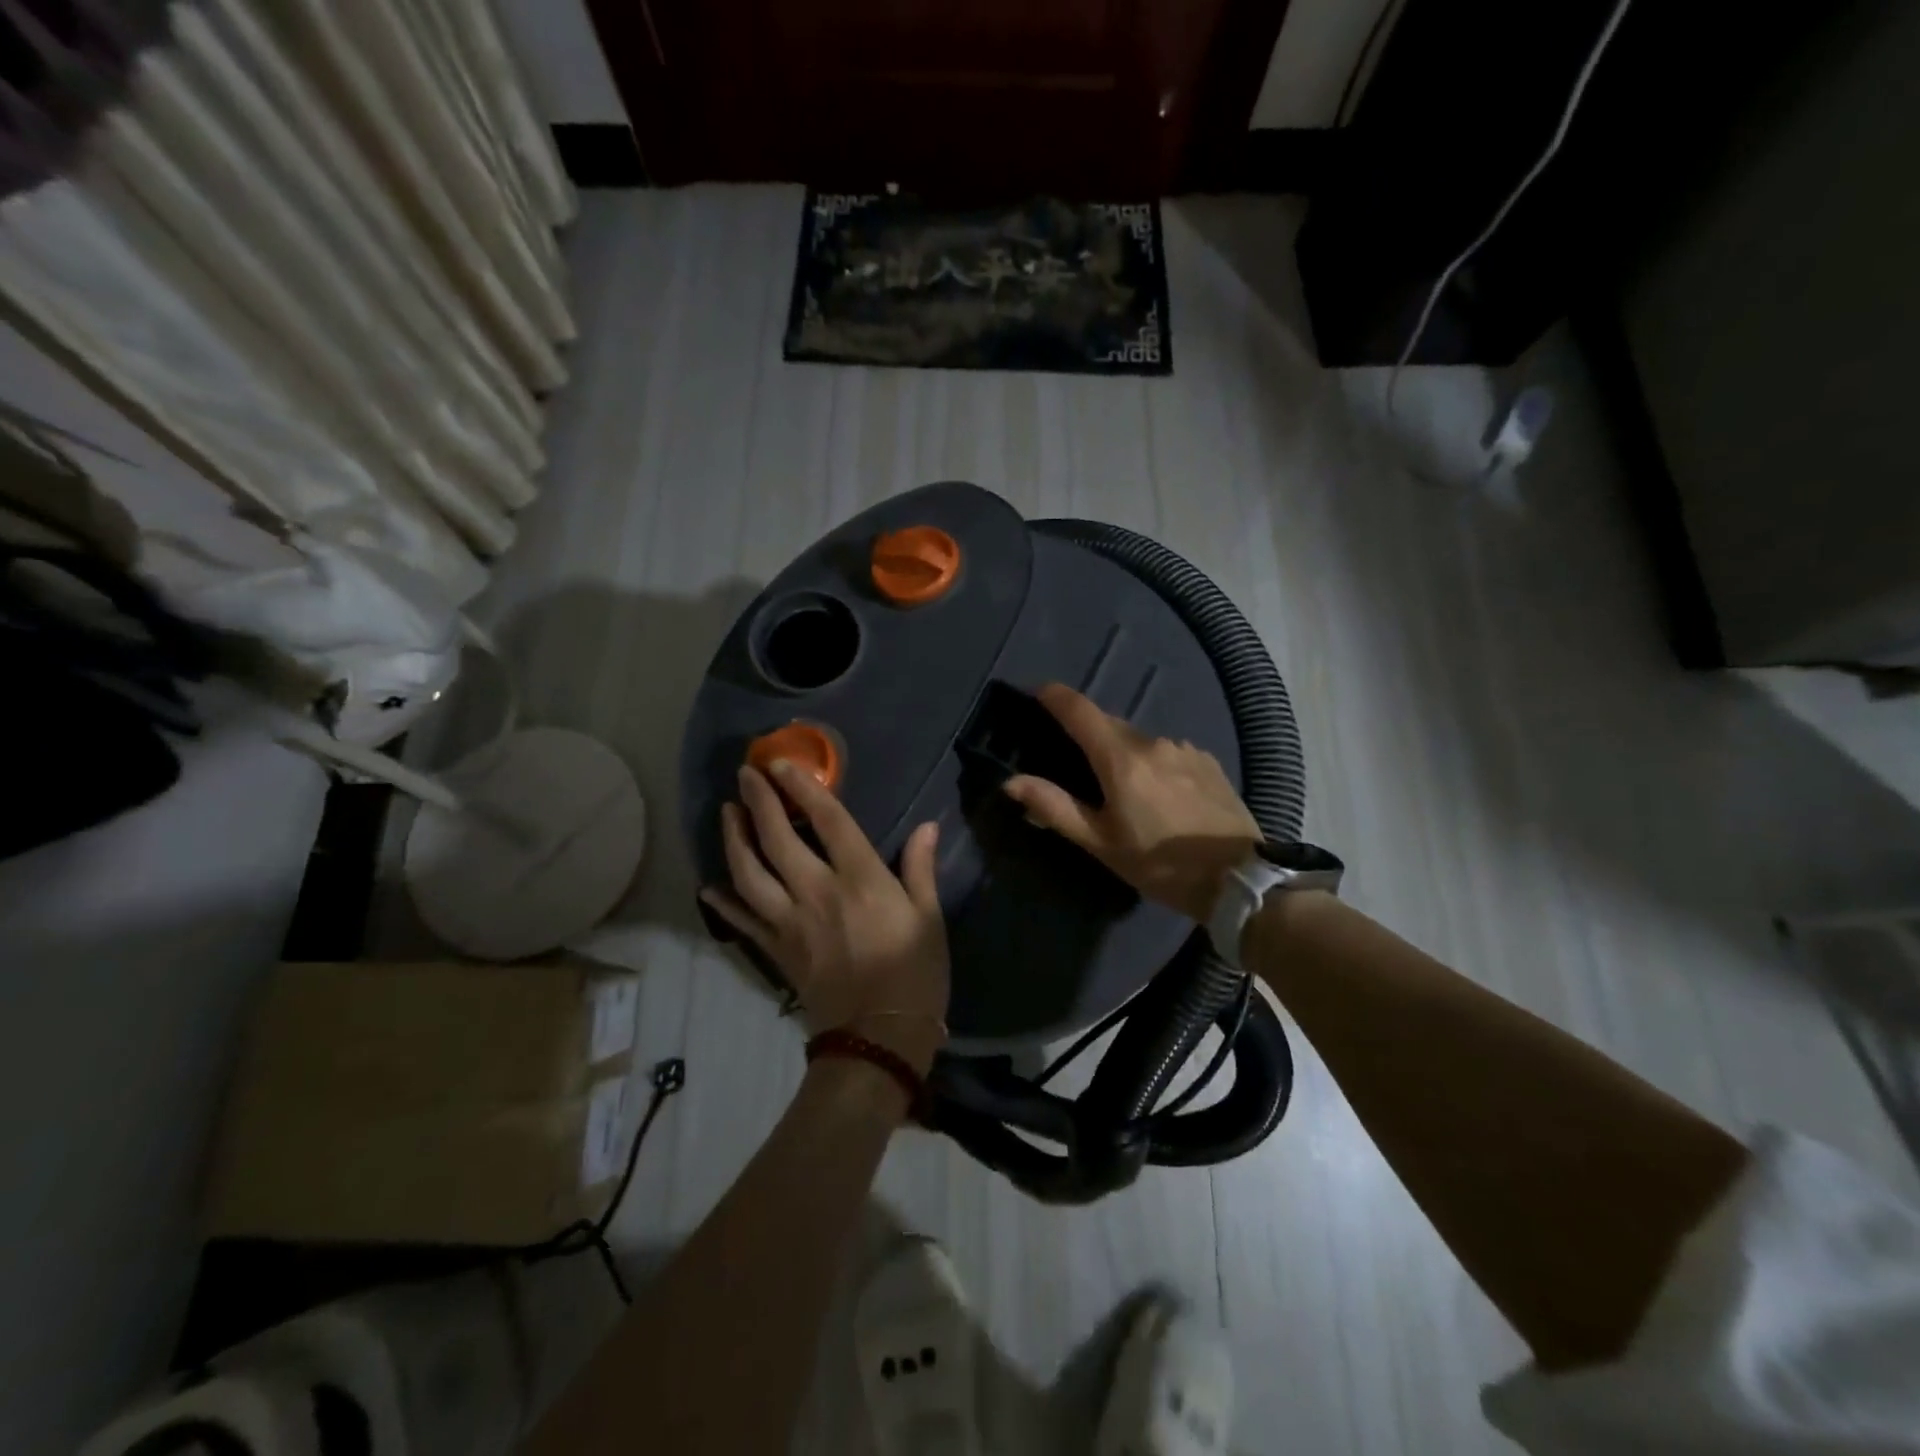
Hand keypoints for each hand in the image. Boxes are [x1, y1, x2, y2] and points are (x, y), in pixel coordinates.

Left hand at [701, 761, 948, 1072]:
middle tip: (744, 775)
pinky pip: (742, 922)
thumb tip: (927, 826)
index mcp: (860, 880)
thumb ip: (920, 869)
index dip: (803, 789)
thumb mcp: (929, 918)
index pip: (828, 822)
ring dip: (735, 841)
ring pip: (750, 874)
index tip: (781, 764)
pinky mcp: (776, 951)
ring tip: (726, 814)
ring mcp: (790, 923)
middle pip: (779, 839)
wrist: (878, 1039)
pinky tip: (708, 887)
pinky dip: (723, 903)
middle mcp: (817, 893)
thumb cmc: (914, 975)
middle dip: (759, 803)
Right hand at [1002, 683, 1261, 922]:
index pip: (1080, 711)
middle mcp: (1153, 742)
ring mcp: (1185, 749)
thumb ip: (1055, 808)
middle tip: (1071, 755)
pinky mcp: (1208, 762)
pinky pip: (1166, 752)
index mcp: (1122, 760)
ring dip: (1121, 752)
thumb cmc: (1160, 865)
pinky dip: (1151, 763)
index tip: (1037, 692)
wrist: (1241, 881)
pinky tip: (1157, 794)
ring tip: (1118, 786)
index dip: (1054, 696)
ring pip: (1139, 740)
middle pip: (1109, 724)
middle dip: (1086, 731)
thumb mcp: (1101, 843)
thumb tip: (1012, 781)